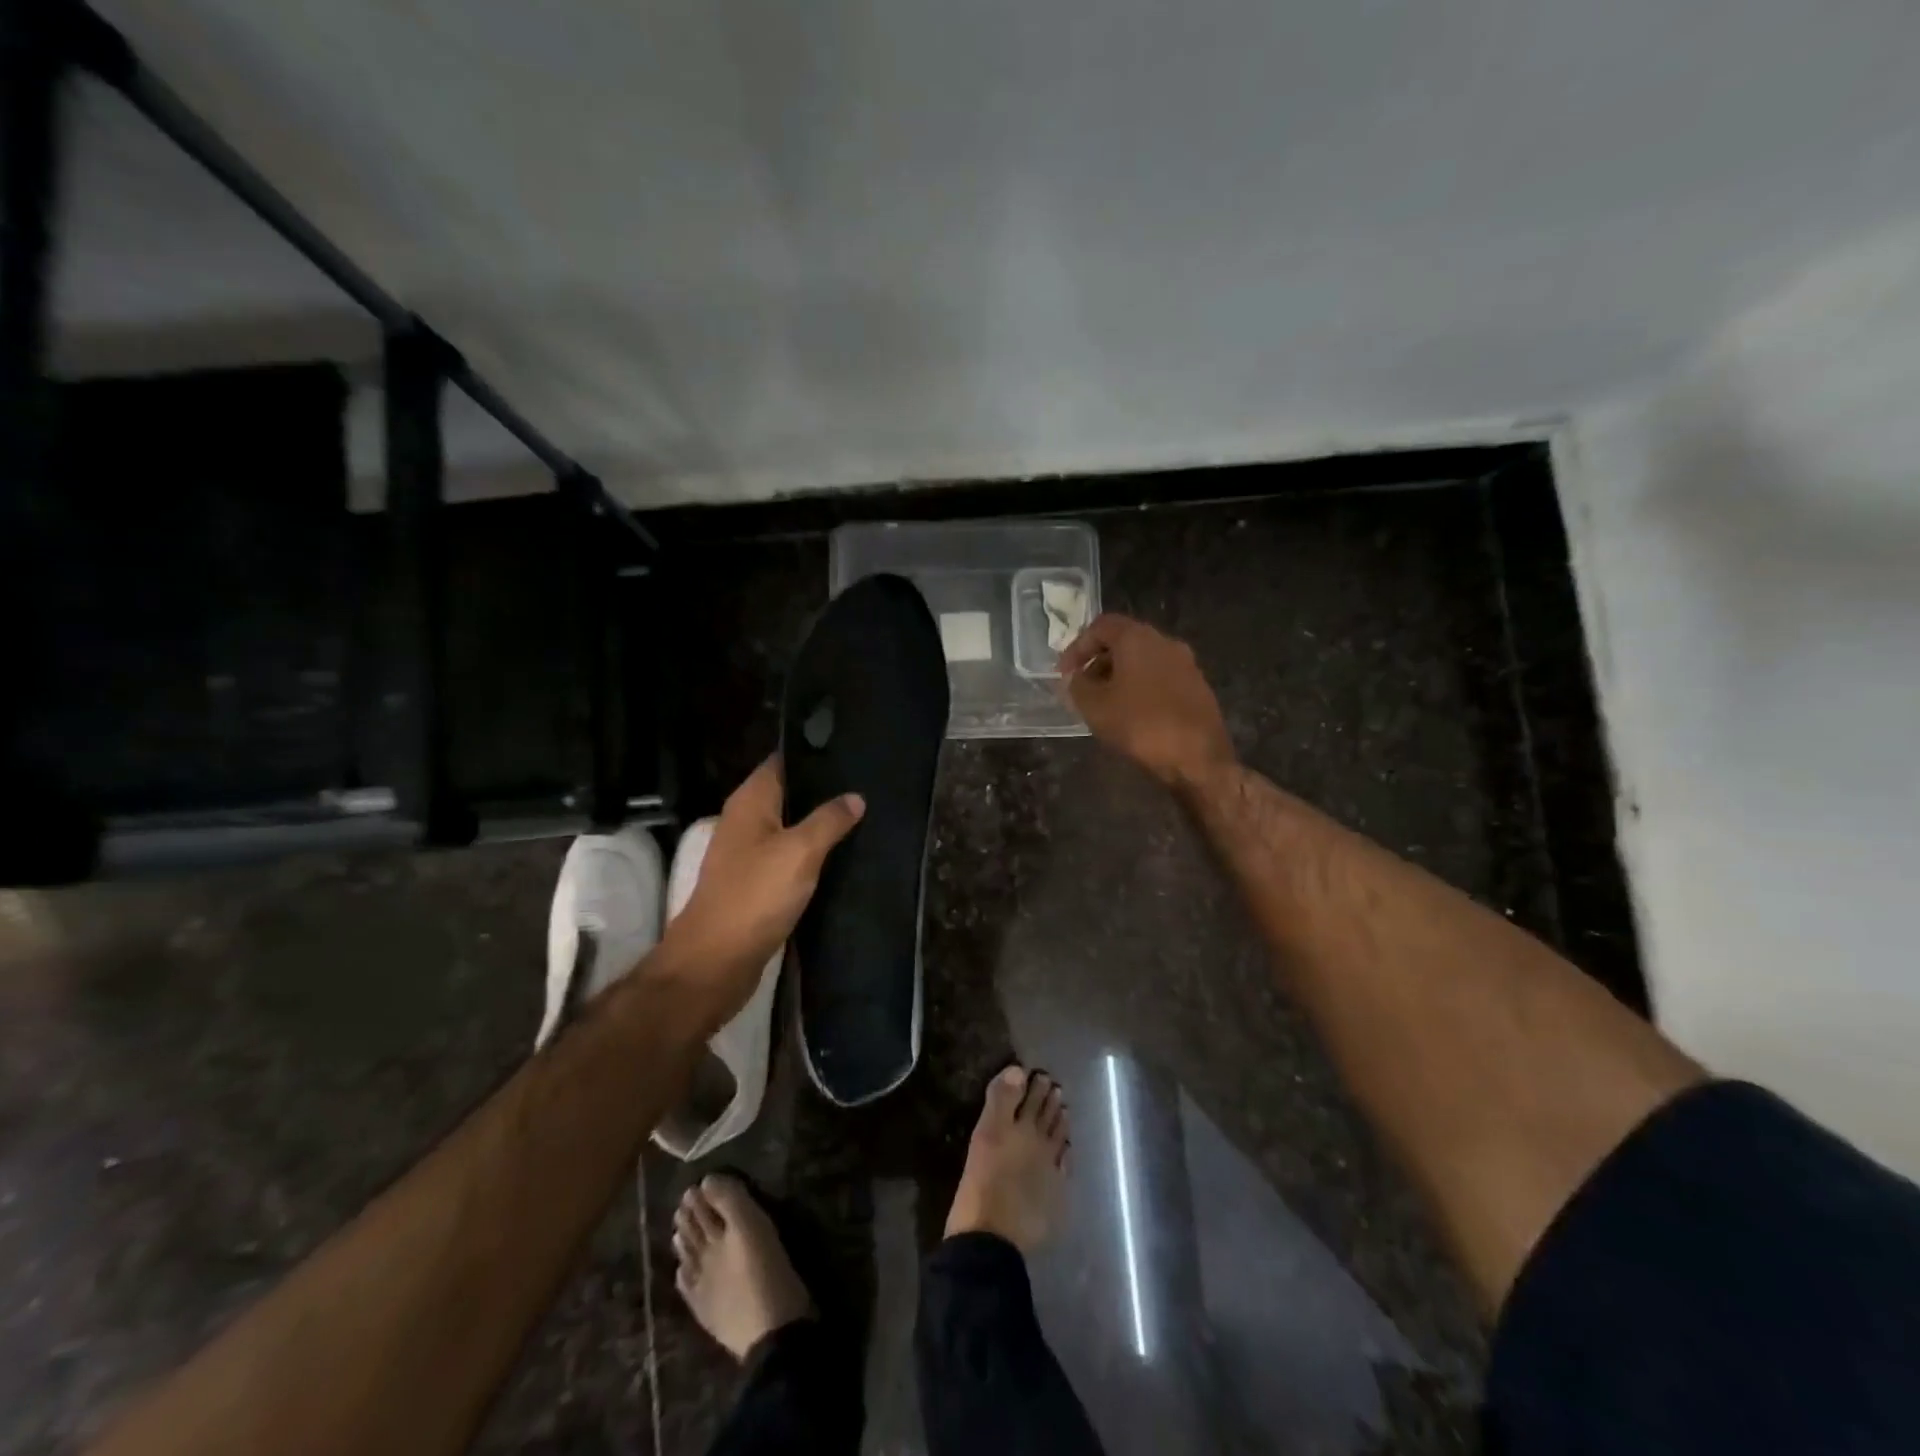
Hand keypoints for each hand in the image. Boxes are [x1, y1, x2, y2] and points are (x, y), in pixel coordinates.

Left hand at [658, 759, 863, 1018]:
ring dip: (819, 823)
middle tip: (867, 784)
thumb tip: (855, 797)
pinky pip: (789, 857)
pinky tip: (841, 855)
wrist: (716, 961)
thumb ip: (829, 820)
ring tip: (863, 814)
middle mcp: (745, 821)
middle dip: (823, 790)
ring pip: (790, 827)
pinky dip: (811, 854)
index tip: (852, 750)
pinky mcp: (755, 883)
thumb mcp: (800, 851)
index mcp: (750, 802)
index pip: (782, 761)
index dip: (814, 754)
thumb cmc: (755, 896)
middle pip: (788, 794)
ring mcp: (748, 854)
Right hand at [1058, 614, 1234, 790]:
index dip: (1077, 647)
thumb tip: (1075, 678)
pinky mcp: (1198, 687)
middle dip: (1098, 662)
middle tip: (1083, 688)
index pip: (1101, 626)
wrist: (1198, 756)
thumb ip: (1077, 686)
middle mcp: (1165, 642)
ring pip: (1144, 660)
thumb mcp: (1095, 707)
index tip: (1065, 673)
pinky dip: (1141, 687)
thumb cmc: (1140, 724)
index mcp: (1138, 638)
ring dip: (1120, 676)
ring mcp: (1186, 664)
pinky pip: (1160, 677)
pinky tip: (1133, 714)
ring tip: (1105, 704)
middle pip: (1124, 641)